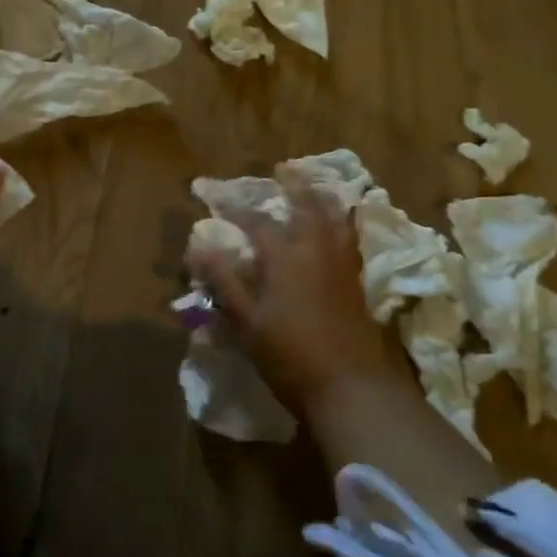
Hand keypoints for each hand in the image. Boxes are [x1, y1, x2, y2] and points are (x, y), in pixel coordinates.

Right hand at [187, 182, 413, 416]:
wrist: (351, 387)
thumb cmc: (290, 356)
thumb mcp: (247, 322)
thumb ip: (224, 282)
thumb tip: (198, 248)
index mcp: (285, 256)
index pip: (257, 222)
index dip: (236, 209)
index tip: (219, 198)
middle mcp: (317, 250)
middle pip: (308, 206)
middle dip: (295, 185)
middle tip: (285, 168)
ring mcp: (342, 265)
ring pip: (336, 219)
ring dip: (323, 199)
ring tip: (315, 189)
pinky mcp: (358, 283)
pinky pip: (350, 238)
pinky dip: (343, 223)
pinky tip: (339, 228)